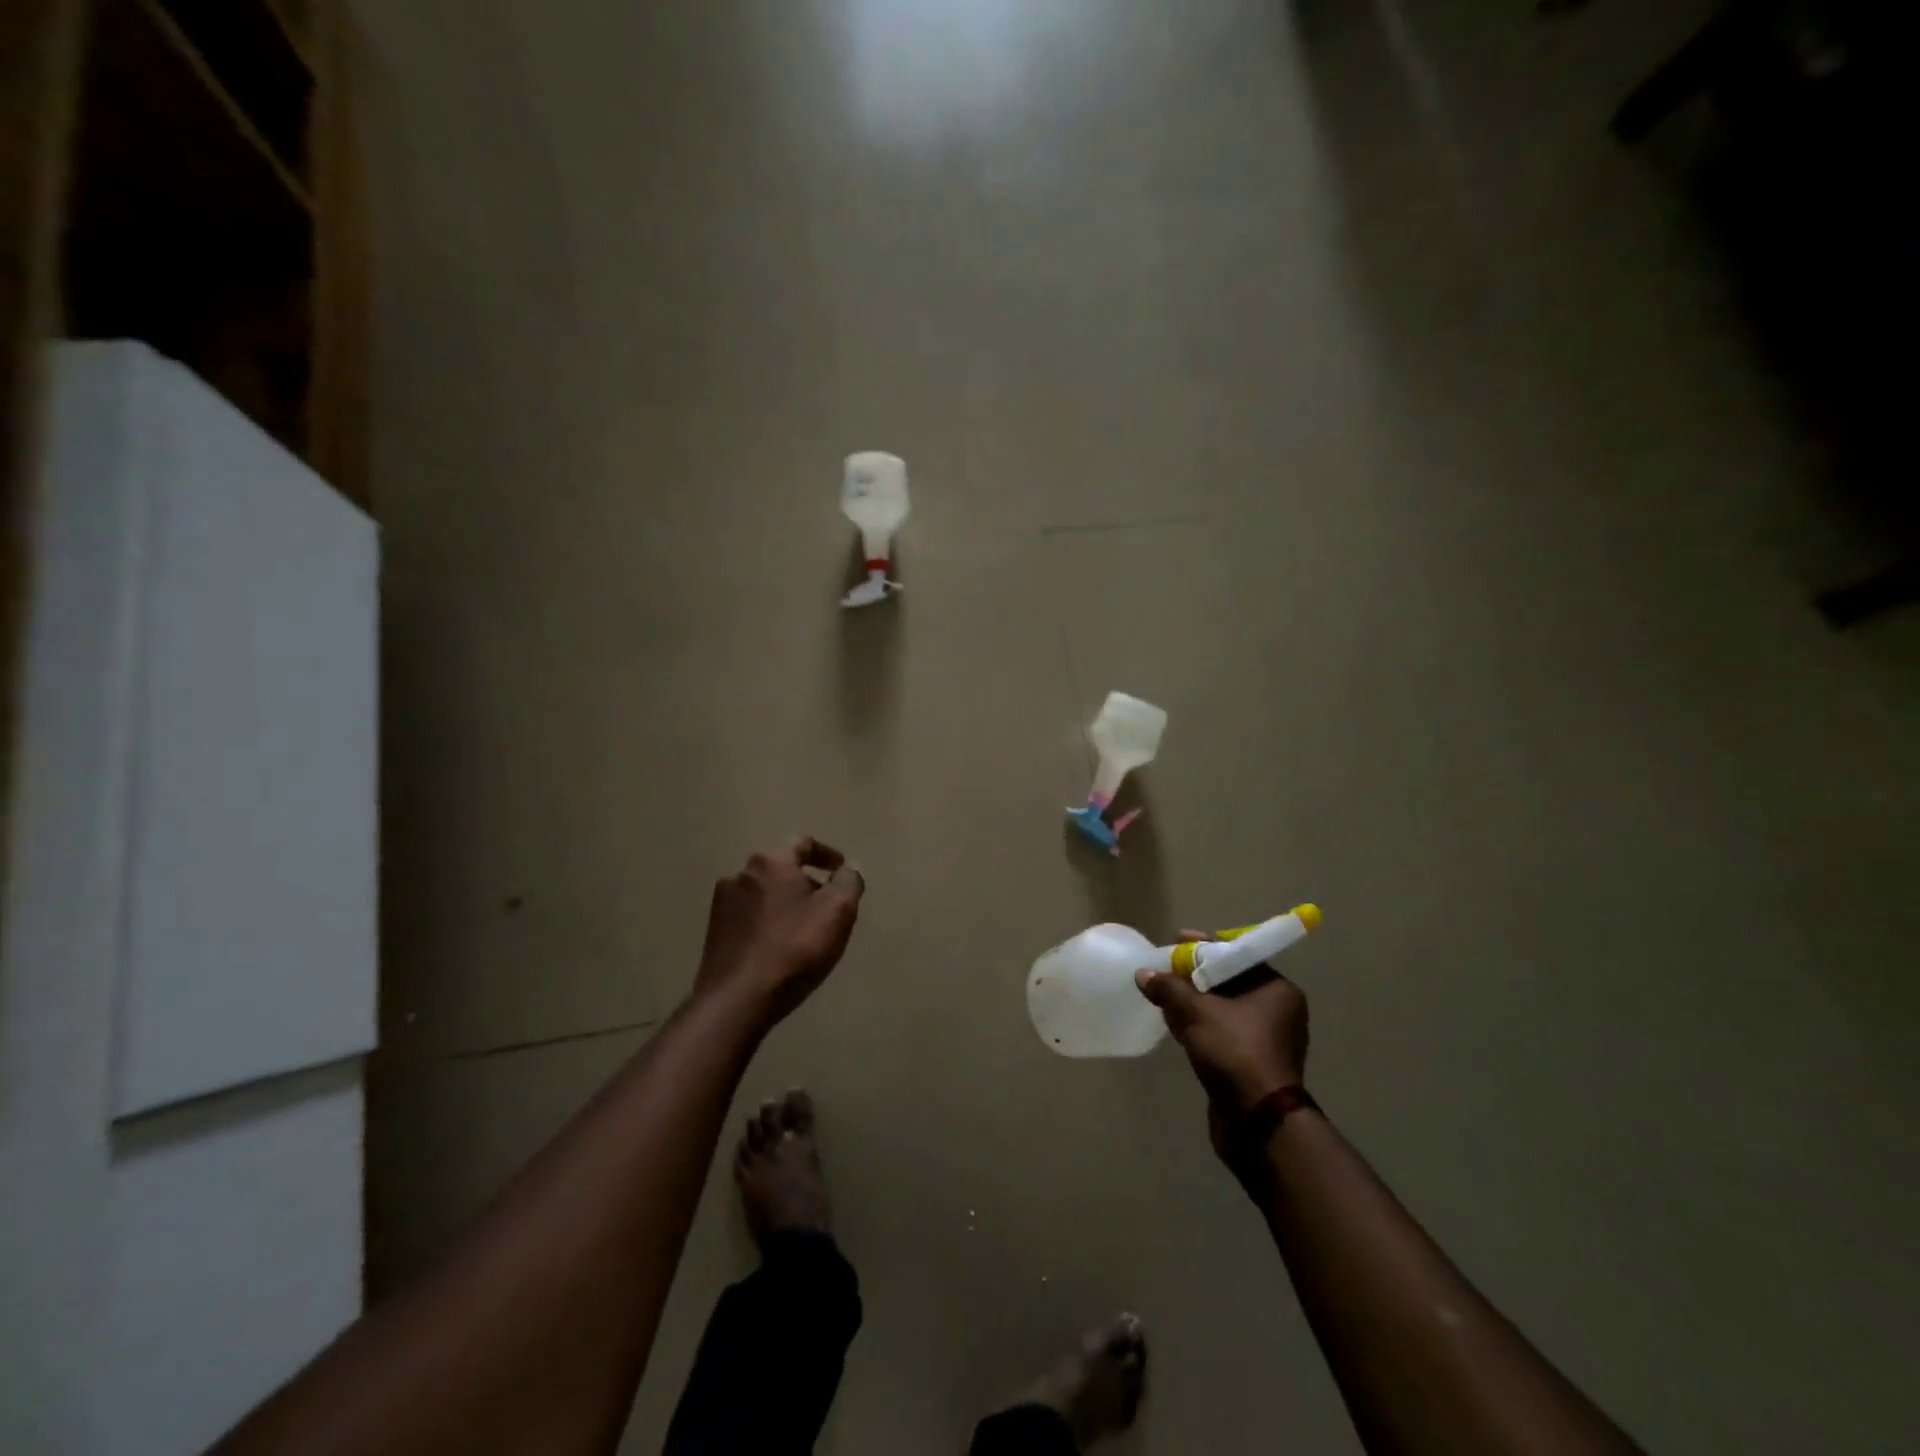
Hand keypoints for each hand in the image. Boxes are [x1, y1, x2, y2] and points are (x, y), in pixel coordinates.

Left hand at [695, 839, 863, 1025]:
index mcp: (770, 862)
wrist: (737, 1000)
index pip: (803, 843)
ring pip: (765, 893)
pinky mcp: (714, 932)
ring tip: (804, 931)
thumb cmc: (794, 949)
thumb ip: (849, 882)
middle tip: (827, 907)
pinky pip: (750, 917)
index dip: (827, 854)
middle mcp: (741, 874)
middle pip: (782, 869)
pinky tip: (779, 947)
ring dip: (786, 903)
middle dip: (807, 883)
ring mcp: (722, 904)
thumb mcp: (838, 911)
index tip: (842, 871)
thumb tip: (847, 870)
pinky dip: (768, 922)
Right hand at [1136, 931, 1308, 1157]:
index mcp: (1276, 990)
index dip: (1204, 946)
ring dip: (1193, 1001)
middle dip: (1194, 975)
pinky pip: (1221, 1032)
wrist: (1257, 1122)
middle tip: (1165, 968)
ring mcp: (1265, 1039)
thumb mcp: (1197, 1013)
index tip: (1176, 941)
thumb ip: (1170, 989)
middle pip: (1228, 981)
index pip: (1237, 954)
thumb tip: (1143, 974)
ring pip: (1222, 1008)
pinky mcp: (1250, 1063)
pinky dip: (1198, 1024)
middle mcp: (1276, 1010)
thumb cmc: (1235, 1052)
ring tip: (1162, 993)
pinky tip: (1173, 1022)